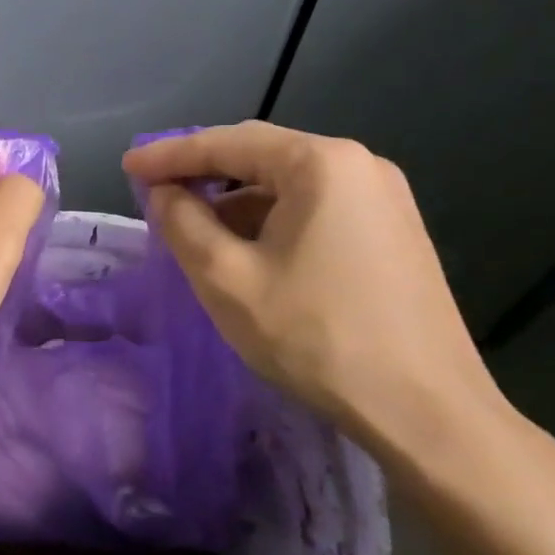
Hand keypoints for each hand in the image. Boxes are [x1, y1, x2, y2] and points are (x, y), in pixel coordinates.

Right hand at [122, 122, 503, 465]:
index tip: (128, 165)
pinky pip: (316, 208)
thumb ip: (183, 224)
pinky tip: (248, 250)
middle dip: (204, 172)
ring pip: (289, 185)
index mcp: (321, 164)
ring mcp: (383, 198)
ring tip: (195, 229)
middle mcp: (359, 165)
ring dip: (237, 200)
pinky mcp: (393, 232)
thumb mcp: (227, 279)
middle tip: (155, 189)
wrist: (427, 411)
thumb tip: (165, 193)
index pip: (228, 143)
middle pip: (261, 155)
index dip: (170, 154)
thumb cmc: (316, 337)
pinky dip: (272, 220)